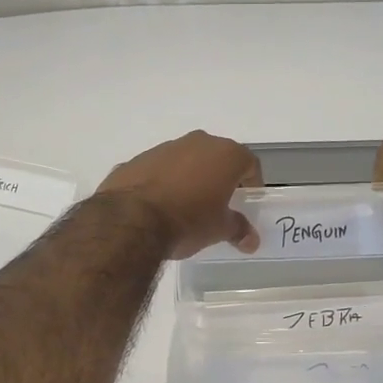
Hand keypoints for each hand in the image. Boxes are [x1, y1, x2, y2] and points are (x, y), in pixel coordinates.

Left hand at [98, 130, 261, 257]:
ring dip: (191, 177)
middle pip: (217, 157)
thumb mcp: (219, 229)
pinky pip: (160, 169)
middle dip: (220, 177)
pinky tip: (159, 206)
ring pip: (187, 160)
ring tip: (186, 206)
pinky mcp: (138, 159)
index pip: (249, 163)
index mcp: (225, 154)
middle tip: (219, 203)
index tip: (247, 201)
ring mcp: (165, 148)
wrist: (130, 220)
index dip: (252, 182)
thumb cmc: (188, 220)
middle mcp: (197, 142)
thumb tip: (251, 240)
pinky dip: (164, 182)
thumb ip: (238, 229)